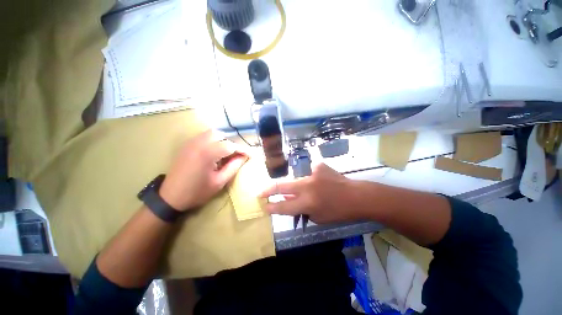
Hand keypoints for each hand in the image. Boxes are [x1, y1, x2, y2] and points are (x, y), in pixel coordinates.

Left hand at [159, 130, 247, 210]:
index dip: (242, 149)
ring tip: (226, 153)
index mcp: (207, 153)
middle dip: (231, 143)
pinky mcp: (187, 145)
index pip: (230, 145)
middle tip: (236, 155)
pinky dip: (213, 141)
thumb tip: (244, 157)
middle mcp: (198, 143)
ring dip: (222, 140)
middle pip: (221, 135)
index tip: (250, 155)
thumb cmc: (197, 192)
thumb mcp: (220, 181)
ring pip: (212, 133)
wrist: (170, 197)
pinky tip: (214, 152)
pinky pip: (203, 136)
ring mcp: (191, 142)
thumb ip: (234, 166)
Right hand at [259, 163, 362, 223]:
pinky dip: (312, 178)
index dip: (272, 207)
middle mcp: (307, 187)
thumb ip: (300, 208)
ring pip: (296, 179)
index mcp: (307, 203)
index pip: (284, 206)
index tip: (264, 206)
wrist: (356, 196)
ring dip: (299, 186)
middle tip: (261, 192)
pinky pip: (309, 173)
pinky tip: (323, 182)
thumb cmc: (338, 212)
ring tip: (314, 191)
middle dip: (269, 190)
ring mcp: (312, 173)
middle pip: (282, 186)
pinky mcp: (318, 166)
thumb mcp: (317, 217)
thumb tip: (288, 199)